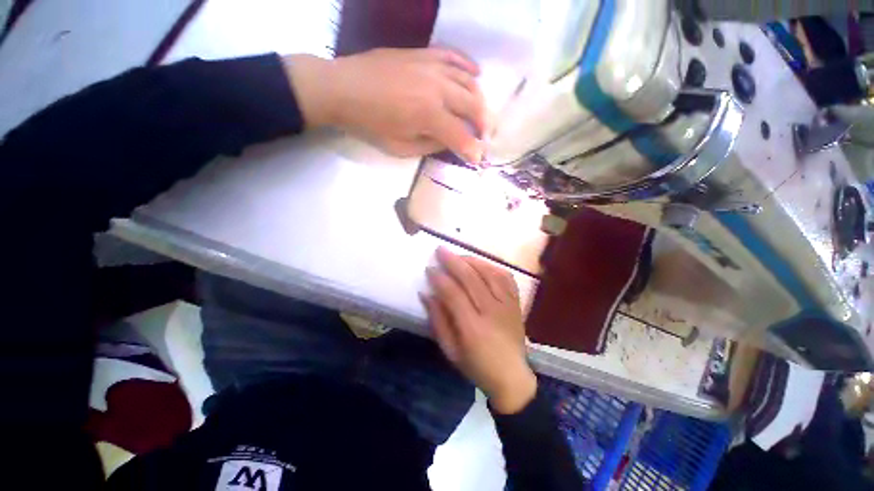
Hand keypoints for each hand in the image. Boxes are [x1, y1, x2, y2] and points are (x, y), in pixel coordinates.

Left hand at [284, 48, 486, 162]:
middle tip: (486, 136)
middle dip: (483, 124)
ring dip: (480, 100)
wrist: (344, 88)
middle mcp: (437, 89)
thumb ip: (430, 145)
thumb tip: (449, 142)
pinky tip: (476, 74)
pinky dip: (468, 66)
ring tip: (481, 113)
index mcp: (429, 116)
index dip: (472, 149)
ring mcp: (431, 67)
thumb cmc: (371, 124)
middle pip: (472, 106)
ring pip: (468, 82)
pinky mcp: (423, 54)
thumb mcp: (401, 147)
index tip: (478, 158)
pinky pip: (453, 56)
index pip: (460, 136)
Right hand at [421, 247, 536, 413]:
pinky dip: (492, 267)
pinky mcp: (516, 303)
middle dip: (453, 261)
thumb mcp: (450, 350)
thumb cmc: (476, 366)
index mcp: (472, 328)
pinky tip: (481, 264)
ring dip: (472, 260)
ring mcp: (507, 305)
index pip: (453, 294)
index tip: (429, 269)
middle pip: (471, 278)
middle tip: (440, 250)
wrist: (512, 377)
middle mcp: (492, 312)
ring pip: (489, 273)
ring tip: (458, 255)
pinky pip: (505, 278)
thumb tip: (426, 293)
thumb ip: (437, 320)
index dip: (440, 279)